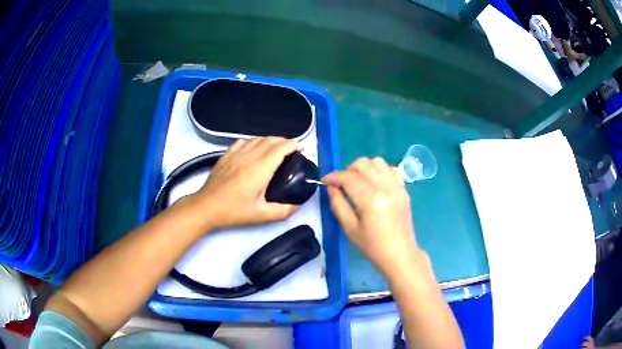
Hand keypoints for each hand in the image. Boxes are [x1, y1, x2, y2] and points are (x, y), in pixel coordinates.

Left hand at [191, 137, 300, 228]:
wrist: (207, 206)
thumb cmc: (233, 210)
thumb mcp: (261, 215)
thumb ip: (283, 211)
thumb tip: (297, 206)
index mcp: (260, 169)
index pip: (281, 147)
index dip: (294, 144)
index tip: (300, 149)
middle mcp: (249, 156)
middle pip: (271, 140)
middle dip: (285, 141)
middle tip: (292, 151)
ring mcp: (236, 153)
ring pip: (258, 138)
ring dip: (271, 140)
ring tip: (276, 149)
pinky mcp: (227, 155)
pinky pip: (244, 141)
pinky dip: (254, 141)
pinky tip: (255, 148)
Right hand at [322, 157, 422, 276]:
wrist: (399, 254)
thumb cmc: (372, 246)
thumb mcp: (349, 228)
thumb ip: (338, 204)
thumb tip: (331, 187)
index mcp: (371, 200)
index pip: (349, 178)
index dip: (333, 176)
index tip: (324, 180)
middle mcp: (386, 188)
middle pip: (363, 164)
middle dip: (347, 170)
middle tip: (341, 184)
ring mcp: (397, 187)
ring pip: (378, 162)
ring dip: (364, 168)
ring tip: (358, 182)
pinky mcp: (404, 189)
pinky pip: (391, 169)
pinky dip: (380, 171)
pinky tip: (375, 184)